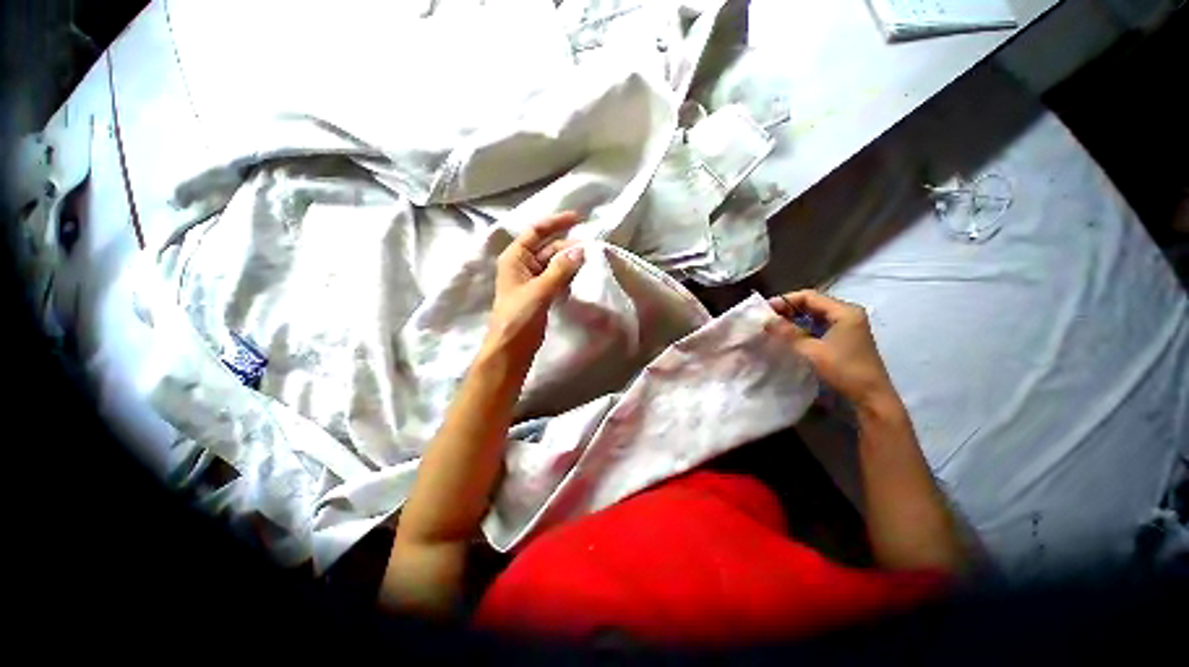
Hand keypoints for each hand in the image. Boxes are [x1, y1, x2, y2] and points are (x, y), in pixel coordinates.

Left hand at [483, 212, 585, 365]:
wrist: (510, 350)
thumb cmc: (518, 318)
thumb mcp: (539, 291)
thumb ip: (560, 270)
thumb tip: (580, 250)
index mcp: (515, 258)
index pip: (536, 231)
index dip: (556, 222)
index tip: (578, 218)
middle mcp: (522, 265)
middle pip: (547, 248)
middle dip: (568, 246)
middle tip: (592, 249)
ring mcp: (532, 281)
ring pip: (554, 264)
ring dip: (570, 261)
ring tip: (591, 260)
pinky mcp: (540, 294)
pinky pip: (556, 278)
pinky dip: (568, 275)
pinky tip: (581, 275)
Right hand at [766, 290, 898, 410]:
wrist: (871, 396)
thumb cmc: (844, 370)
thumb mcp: (813, 351)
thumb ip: (789, 334)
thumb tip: (766, 321)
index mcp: (844, 311)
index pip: (809, 297)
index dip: (785, 300)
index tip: (766, 310)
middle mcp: (847, 313)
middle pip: (813, 303)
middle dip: (789, 309)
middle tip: (768, 318)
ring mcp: (848, 325)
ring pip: (815, 314)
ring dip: (795, 318)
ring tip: (775, 326)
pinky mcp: (845, 337)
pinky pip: (820, 325)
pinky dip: (804, 327)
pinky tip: (791, 335)